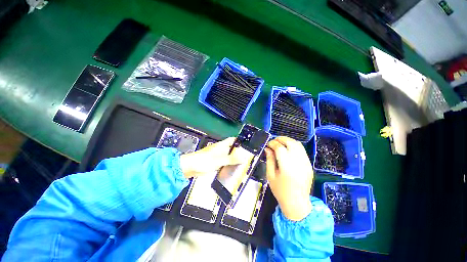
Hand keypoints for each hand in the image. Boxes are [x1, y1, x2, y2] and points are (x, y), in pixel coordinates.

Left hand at [180, 137, 251, 178]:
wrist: (190, 167)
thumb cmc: (204, 160)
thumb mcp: (220, 160)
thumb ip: (231, 159)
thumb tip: (244, 157)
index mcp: (222, 145)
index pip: (233, 140)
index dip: (240, 141)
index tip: (247, 146)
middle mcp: (221, 149)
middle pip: (232, 148)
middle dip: (239, 152)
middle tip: (248, 157)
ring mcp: (218, 156)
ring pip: (229, 156)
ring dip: (234, 159)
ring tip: (243, 163)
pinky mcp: (215, 162)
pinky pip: (225, 162)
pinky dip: (229, 164)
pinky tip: (234, 168)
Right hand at [265, 136, 313, 220]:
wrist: (297, 203)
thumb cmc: (280, 190)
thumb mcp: (270, 175)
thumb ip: (269, 160)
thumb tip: (267, 148)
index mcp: (287, 167)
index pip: (280, 148)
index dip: (273, 143)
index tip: (268, 144)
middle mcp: (298, 162)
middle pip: (291, 143)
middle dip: (281, 139)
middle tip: (274, 141)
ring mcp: (306, 163)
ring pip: (298, 144)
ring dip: (288, 141)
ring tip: (280, 143)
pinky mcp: (309, 165)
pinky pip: (302, 150)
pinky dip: (294, 146)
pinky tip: (288, 149)